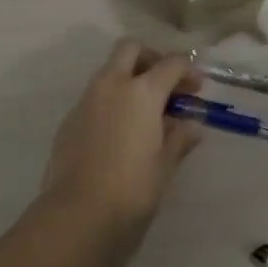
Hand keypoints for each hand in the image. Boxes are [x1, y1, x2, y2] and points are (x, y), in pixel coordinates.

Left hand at [42, 40, 203, 244]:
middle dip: (151, 58)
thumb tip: (191, 123)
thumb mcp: (165, 165)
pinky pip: (95, 96)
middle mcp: (112, 85)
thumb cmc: (132, 190)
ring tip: (146, 113)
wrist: (77, 217)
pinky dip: (112, 101)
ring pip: (110, 70)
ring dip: (129, 79)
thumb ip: (179, 138)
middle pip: (131, 49)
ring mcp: (87, 100)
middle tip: (166, 85)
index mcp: (141, 91)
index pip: (171, 64)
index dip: (188, 71)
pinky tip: (121, 132)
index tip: (197, 89)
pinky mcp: (70, 119)